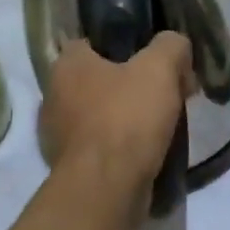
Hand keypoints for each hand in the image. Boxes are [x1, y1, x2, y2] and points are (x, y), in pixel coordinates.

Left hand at [40, 33, 191, 205]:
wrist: (108, 187)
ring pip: (100, 114)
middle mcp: (54, 96)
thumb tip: (175, 46)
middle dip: (130, 84)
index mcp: (67, 65)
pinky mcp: (71, 167)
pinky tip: (148, 150)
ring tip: (162, 124)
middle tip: (166, 93)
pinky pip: (101, 145)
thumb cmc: (127, 118)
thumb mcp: (160, 68)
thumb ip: (171, 46)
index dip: (124, 45)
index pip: (91, 42)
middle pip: (99, 79)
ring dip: (127, 117)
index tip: (152, 59)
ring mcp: (58, 135)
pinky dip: (121, 145)